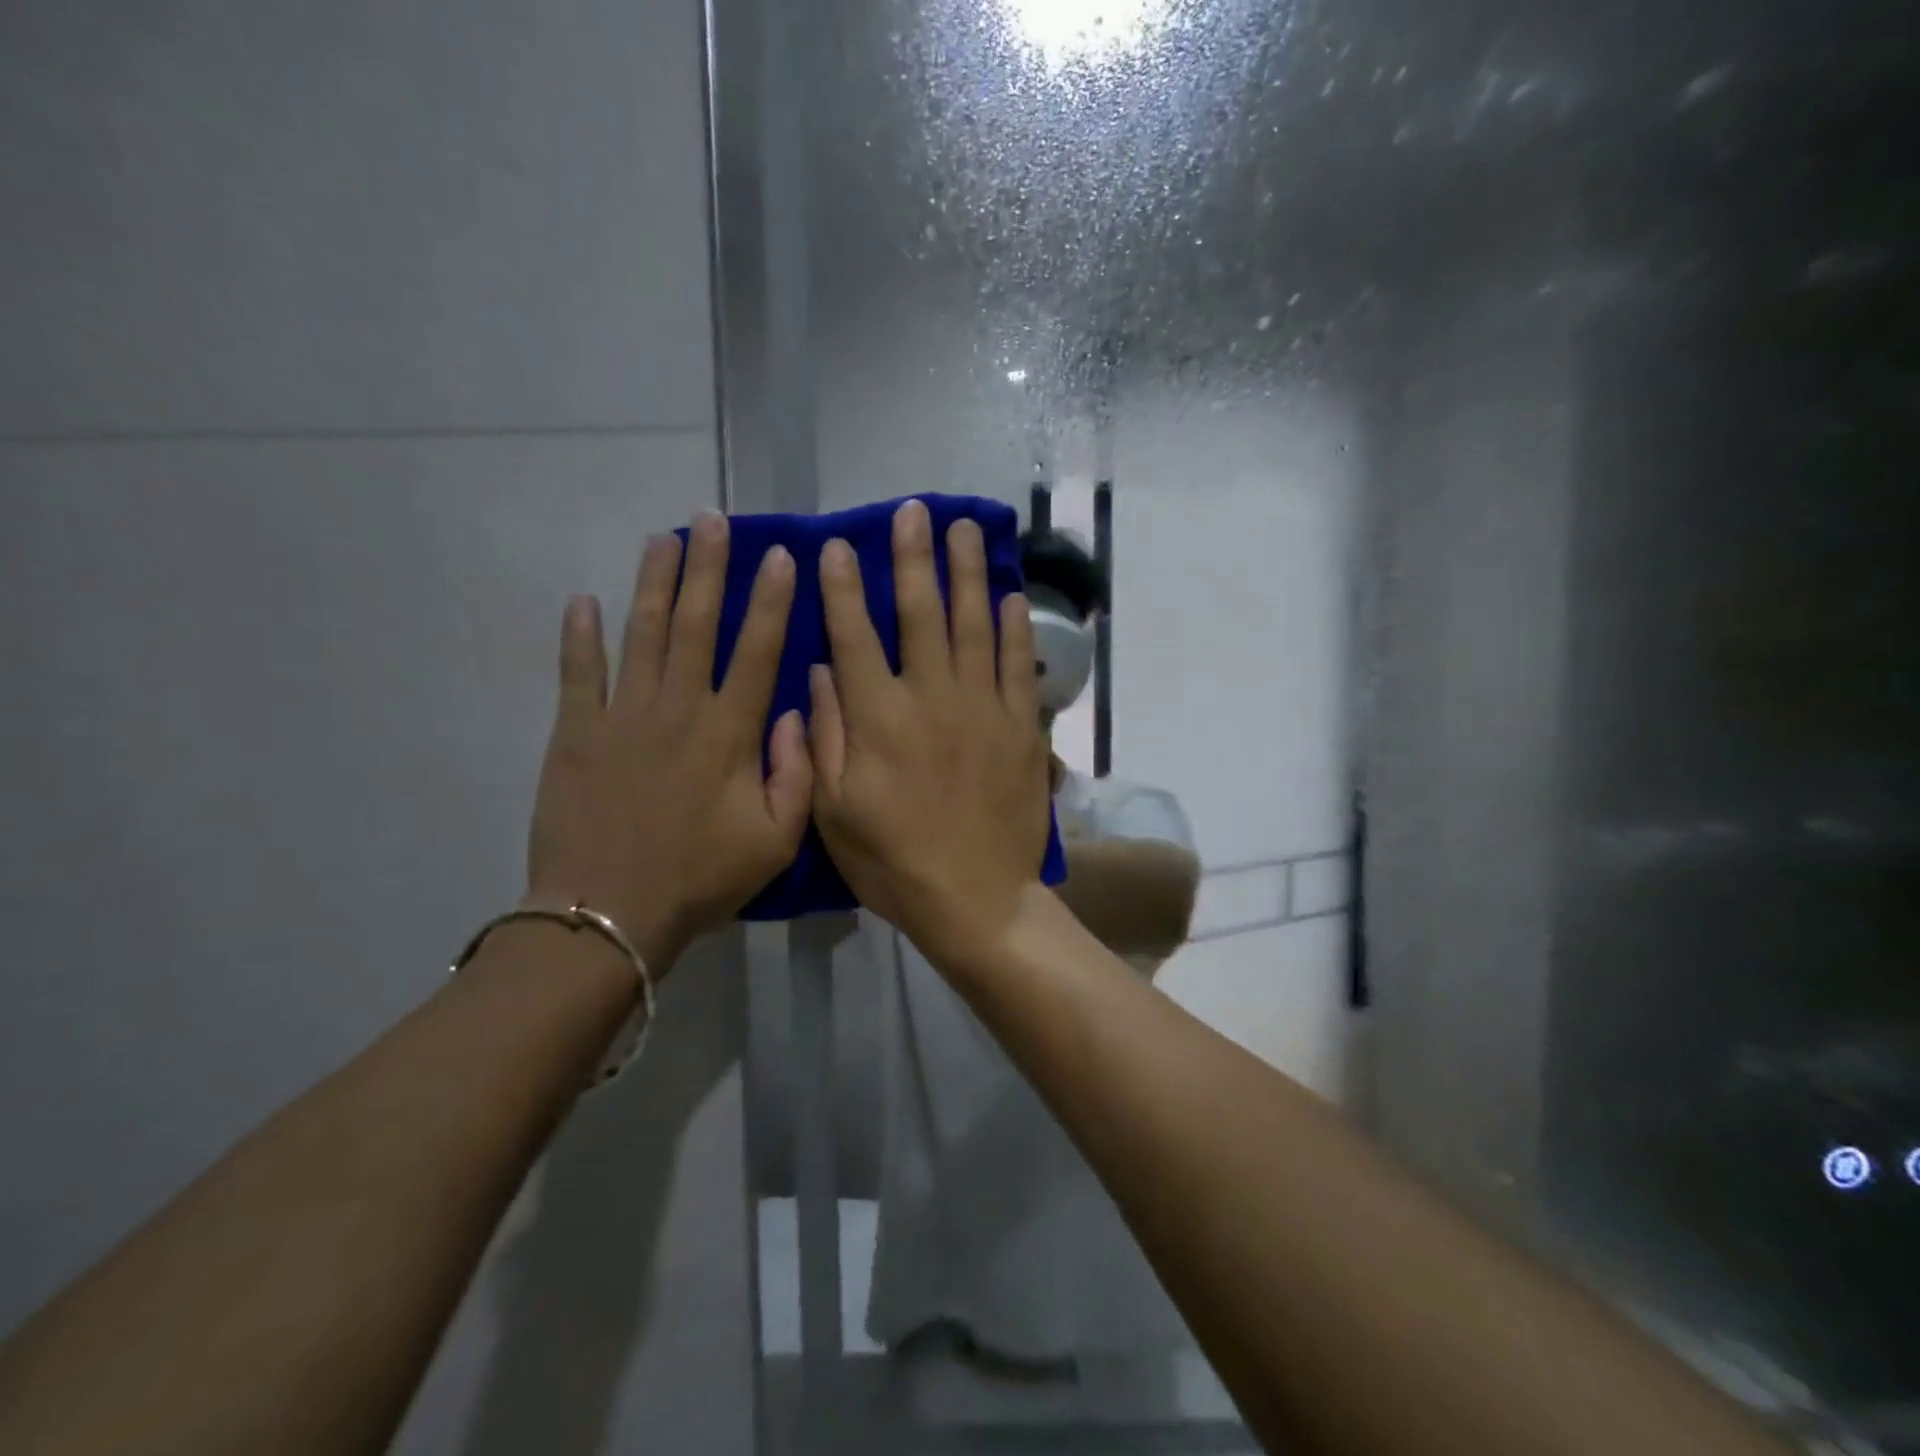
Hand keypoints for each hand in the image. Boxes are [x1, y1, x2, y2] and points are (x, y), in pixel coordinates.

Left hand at [525, 513, 811, 972]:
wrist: (608, 915)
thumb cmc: (701, 878)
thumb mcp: (777, 840)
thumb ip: (797, 774)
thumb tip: (795, 712)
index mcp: (729, 733)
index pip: (757, 651)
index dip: (770, 601)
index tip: (780, 555)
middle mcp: (678, 709)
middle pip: (696, 625)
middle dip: (708, 568)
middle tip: (713, 519)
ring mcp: (622, 716)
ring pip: (642, 634)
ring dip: (653, 583)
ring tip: (663, 537)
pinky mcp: (575, 734)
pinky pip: (577, 673)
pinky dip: (579, 635)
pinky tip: (583, 599)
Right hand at [808, 499, 1052, 970]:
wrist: (975, 899)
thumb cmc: (893, 861)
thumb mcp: (833, 810)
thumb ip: (823, 736)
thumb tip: (819, 673)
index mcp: (879, 717)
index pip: (854, 634)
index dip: (842, 587)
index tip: (836, 546)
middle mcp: (931, 697)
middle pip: (920, 613)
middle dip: (913, 558)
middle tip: (914, 512)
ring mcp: (983, 708)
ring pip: (974, 624)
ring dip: (967, 573)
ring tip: (965, 529)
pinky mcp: (1021, 727)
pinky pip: (1019, 666)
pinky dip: (1015, 628)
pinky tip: (1010, 596)